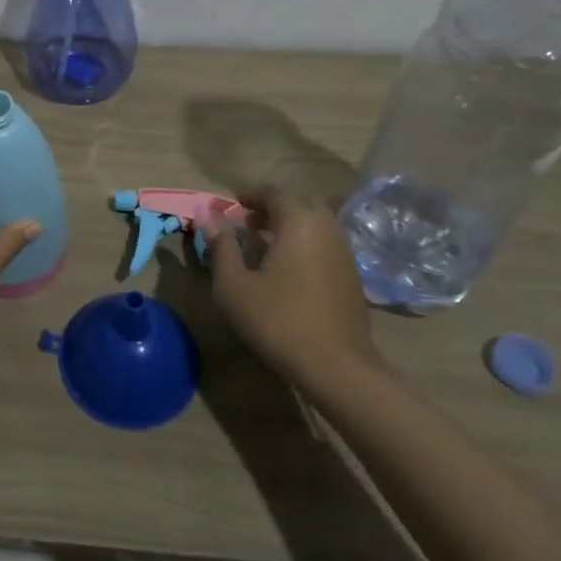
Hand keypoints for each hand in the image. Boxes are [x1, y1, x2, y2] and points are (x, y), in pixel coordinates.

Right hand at [209, 190, 379, 381]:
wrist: (336, 366)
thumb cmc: (277, 320)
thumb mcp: (234, 285)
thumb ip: (221, 246)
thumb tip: (208, 216)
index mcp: (298, 222)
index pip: (274, 194)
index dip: (250, 196)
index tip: (231, 206)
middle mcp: (325, 228)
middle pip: (299, 204)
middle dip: (272, 209)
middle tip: (248, 224)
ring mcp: (343, 252)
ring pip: (315, 225)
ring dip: (290, 227)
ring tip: (265, 246)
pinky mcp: (352, 276)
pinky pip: (325, 245)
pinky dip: (305, 244)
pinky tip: (289, 269)